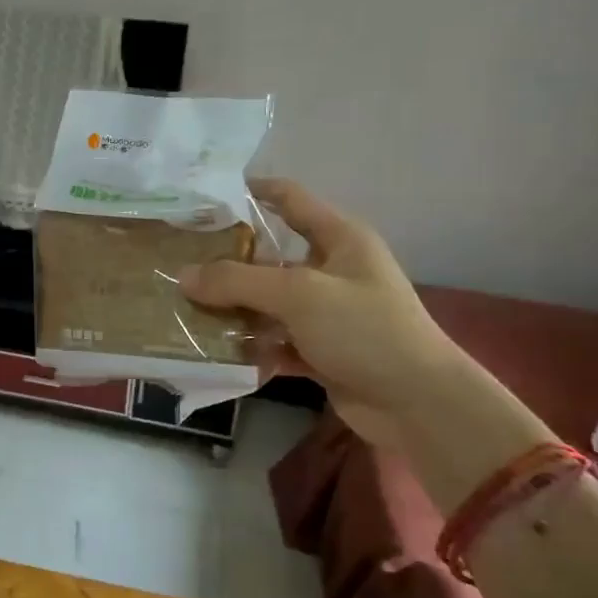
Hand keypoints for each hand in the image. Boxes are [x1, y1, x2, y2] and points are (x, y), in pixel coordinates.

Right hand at [177, 180, 462, 443]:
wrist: (420, 405)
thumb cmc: (365, 330)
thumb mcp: (298, 294)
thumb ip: (237, 281)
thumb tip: (183, 275)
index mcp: (339, 238)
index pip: (290, 198)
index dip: (251, 191)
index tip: (205, 196)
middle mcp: (332, 270)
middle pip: (270, 256)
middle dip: (226, 261)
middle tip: (178, 261)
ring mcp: (327, 313)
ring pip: (268, 302)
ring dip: (232, 308)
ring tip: (183, 308)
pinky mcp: (321, 352)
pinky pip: (275, 341)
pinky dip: (250, 346)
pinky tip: (215, 351)